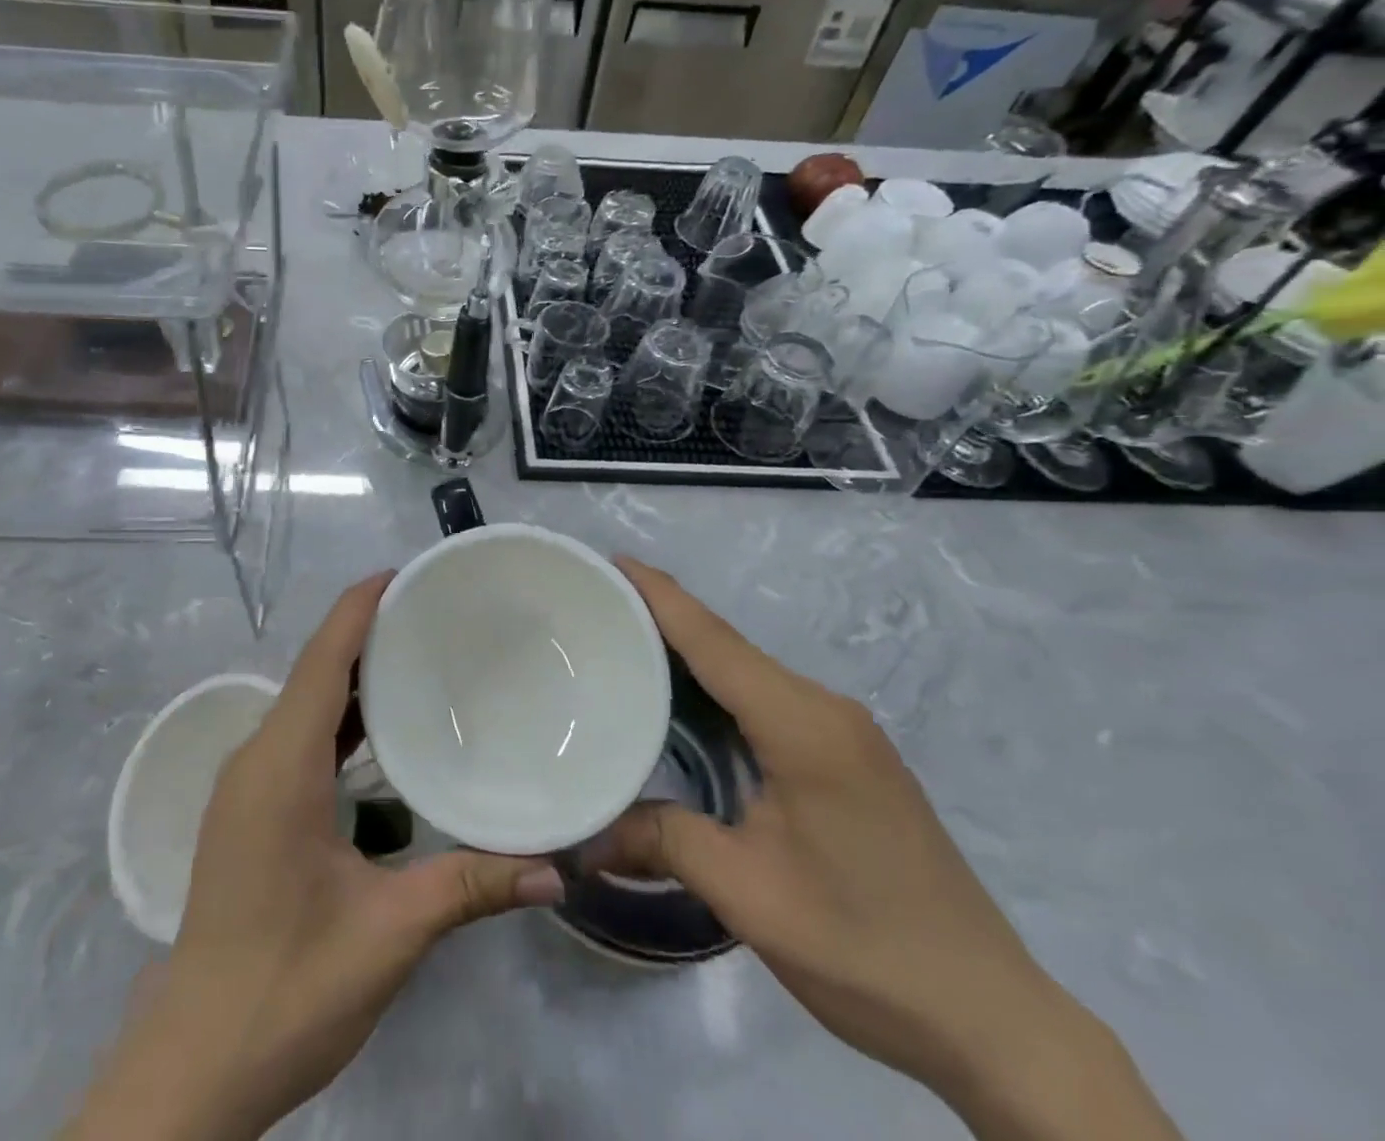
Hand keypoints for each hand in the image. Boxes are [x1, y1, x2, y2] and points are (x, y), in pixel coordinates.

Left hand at [73, 574, 563, 1140]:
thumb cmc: (288, 986)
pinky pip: (298, 736)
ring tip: (419, 655)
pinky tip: (381, 731)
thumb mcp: (389, 933)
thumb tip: (558, 867)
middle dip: (367, 632)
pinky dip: (339, 716)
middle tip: (434, 613)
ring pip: (305, 703)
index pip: (323, 658)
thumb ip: (472, 888)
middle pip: (314, 670)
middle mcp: (257, 758)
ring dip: (353, 675)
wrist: (195, 1063)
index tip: (406, 573)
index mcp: (282, 765)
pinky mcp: (249, 808)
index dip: (360, 607)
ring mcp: (247, 784)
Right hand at [592, 558, 1182, 1140]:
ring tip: (626, 645)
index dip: (660, 595)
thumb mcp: (748, 895)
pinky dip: (719, 687)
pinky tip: (687, 703)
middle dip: (664, 618)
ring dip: (691, 654)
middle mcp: (825, 709)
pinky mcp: (851, 757)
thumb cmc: (864, 946)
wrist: (992, 1018)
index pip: (714, 640)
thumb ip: (662, 842)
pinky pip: (768, 699)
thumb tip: (587, 835)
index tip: (612, 561)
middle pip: (729, 646)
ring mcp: (845, 732)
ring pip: (749, 672)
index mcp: (802, 725)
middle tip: (599, 608)